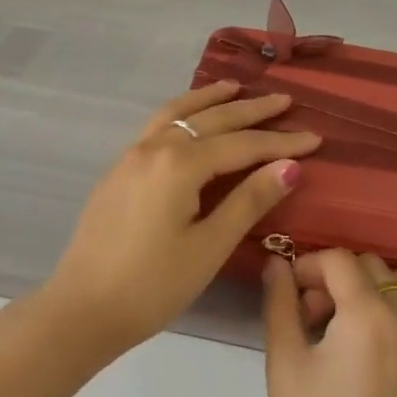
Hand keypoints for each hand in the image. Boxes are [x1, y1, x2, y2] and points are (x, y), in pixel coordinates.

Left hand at [44, 80, 321, 358]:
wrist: (80, 310)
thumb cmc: (152, 285)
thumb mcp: (209, 247)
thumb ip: (249, 200)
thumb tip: (290, 166)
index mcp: (180, 164)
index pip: (242, 144)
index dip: (281, 141)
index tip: (316, 136)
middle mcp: (156, 146)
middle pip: (212, 119)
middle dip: (251, 110)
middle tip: (284, 100)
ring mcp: (132, 154)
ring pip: (178, 112)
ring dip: (210, 98)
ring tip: (235, 87)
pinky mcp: (119, 169)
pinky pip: (158, 124)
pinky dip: (182, 111)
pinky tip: (190, 118)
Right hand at [262, 250, 396, 396]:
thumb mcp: (285, 368)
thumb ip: (280, 305)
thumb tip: (278, 264)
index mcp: (367, 316)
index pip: (338, 260)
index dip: (309, 267)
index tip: (293, 294)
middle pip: (373, 266)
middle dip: (340, 280)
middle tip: (317, 319)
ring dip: (386, 287)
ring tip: (363, 322)